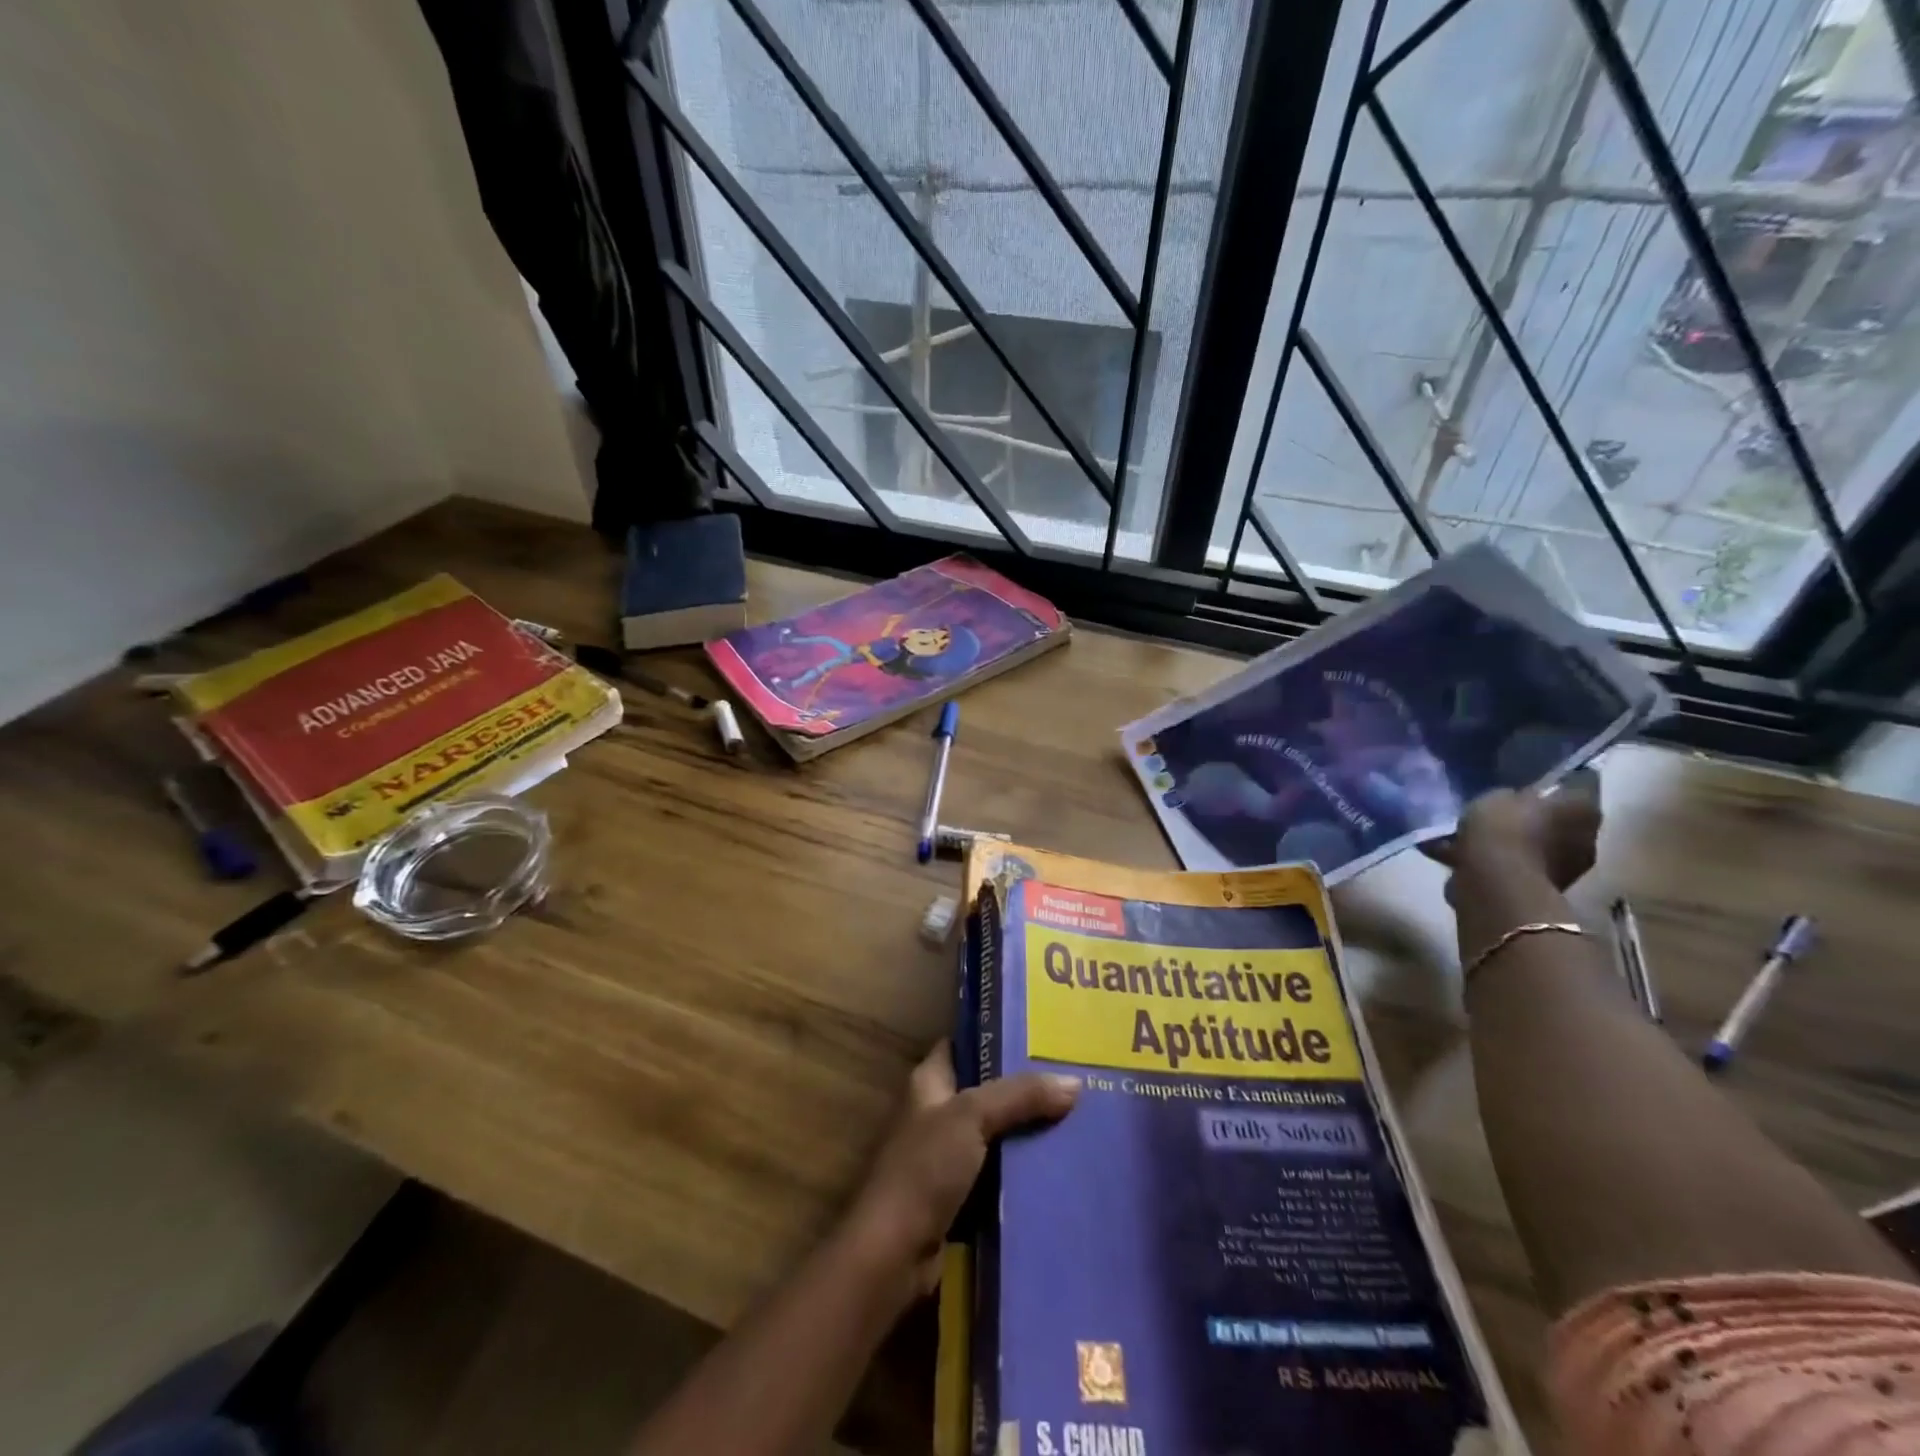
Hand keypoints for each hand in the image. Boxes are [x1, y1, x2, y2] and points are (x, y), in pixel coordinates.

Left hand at [844, 1043, 1077, 1297]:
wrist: (893, 1255)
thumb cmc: (923, 1170)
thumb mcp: (971, 1118)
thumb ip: (1020, 1096)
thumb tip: (1075, 1082)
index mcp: (928, 1083)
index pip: (963, 1045)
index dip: (995, 1037)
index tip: (1040, 1036)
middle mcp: (936, 1113)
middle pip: (986, 1091)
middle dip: (1024, 1089)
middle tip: (1072, 1081)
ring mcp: (946, 1157)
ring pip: (996, 1134)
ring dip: (1028, 1133)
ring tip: (1078, 1121)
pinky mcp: (959, 1197)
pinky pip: (998, 1174)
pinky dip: (1022, 1172)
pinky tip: (1059, 1168)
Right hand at [1423, 785, 1600, 891]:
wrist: (1495, 883)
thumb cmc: (1503, 829)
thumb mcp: (1496, 796)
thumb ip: (1511, 796)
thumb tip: (1515, 799)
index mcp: (1583, 807)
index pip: (1576, 785)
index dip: (1552, 784)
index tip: (1529, 785)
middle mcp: (1587, 837)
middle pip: (1558, 820)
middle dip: (1533, 819)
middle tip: (1500, 814)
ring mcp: (1570, 867)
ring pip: (1538, 847)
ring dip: (1514, 843)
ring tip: (1475, 839)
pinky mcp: (1545, 890)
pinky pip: (1519, 868)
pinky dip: (1498, 864)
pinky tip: (1464, 858)